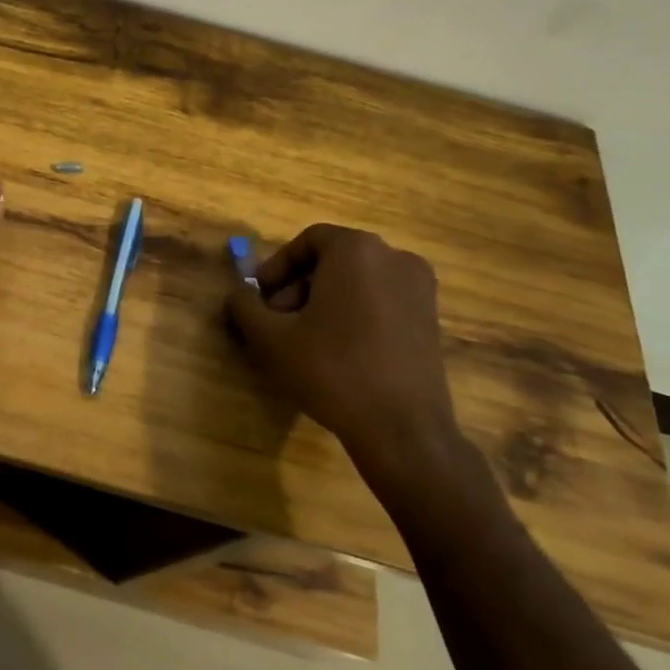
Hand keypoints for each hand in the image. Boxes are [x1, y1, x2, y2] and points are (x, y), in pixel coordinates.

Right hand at [225, 224, 474, 493]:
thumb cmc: (332, 370)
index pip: (308, 241)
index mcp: (357, 251)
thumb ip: (245, 306)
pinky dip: (354, 314)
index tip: (260, 296)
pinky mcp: (431, 319)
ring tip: (304, 340)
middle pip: (333, 260)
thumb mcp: (271, 338)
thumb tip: (238, 295)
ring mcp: (420, 289)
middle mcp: (395, 258)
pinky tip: (338, 352)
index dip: (277, 266)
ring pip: (357, 282)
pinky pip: (381, 301)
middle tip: (277, 321)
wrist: (402, 429)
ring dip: (324, 302)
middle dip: (299, 286)